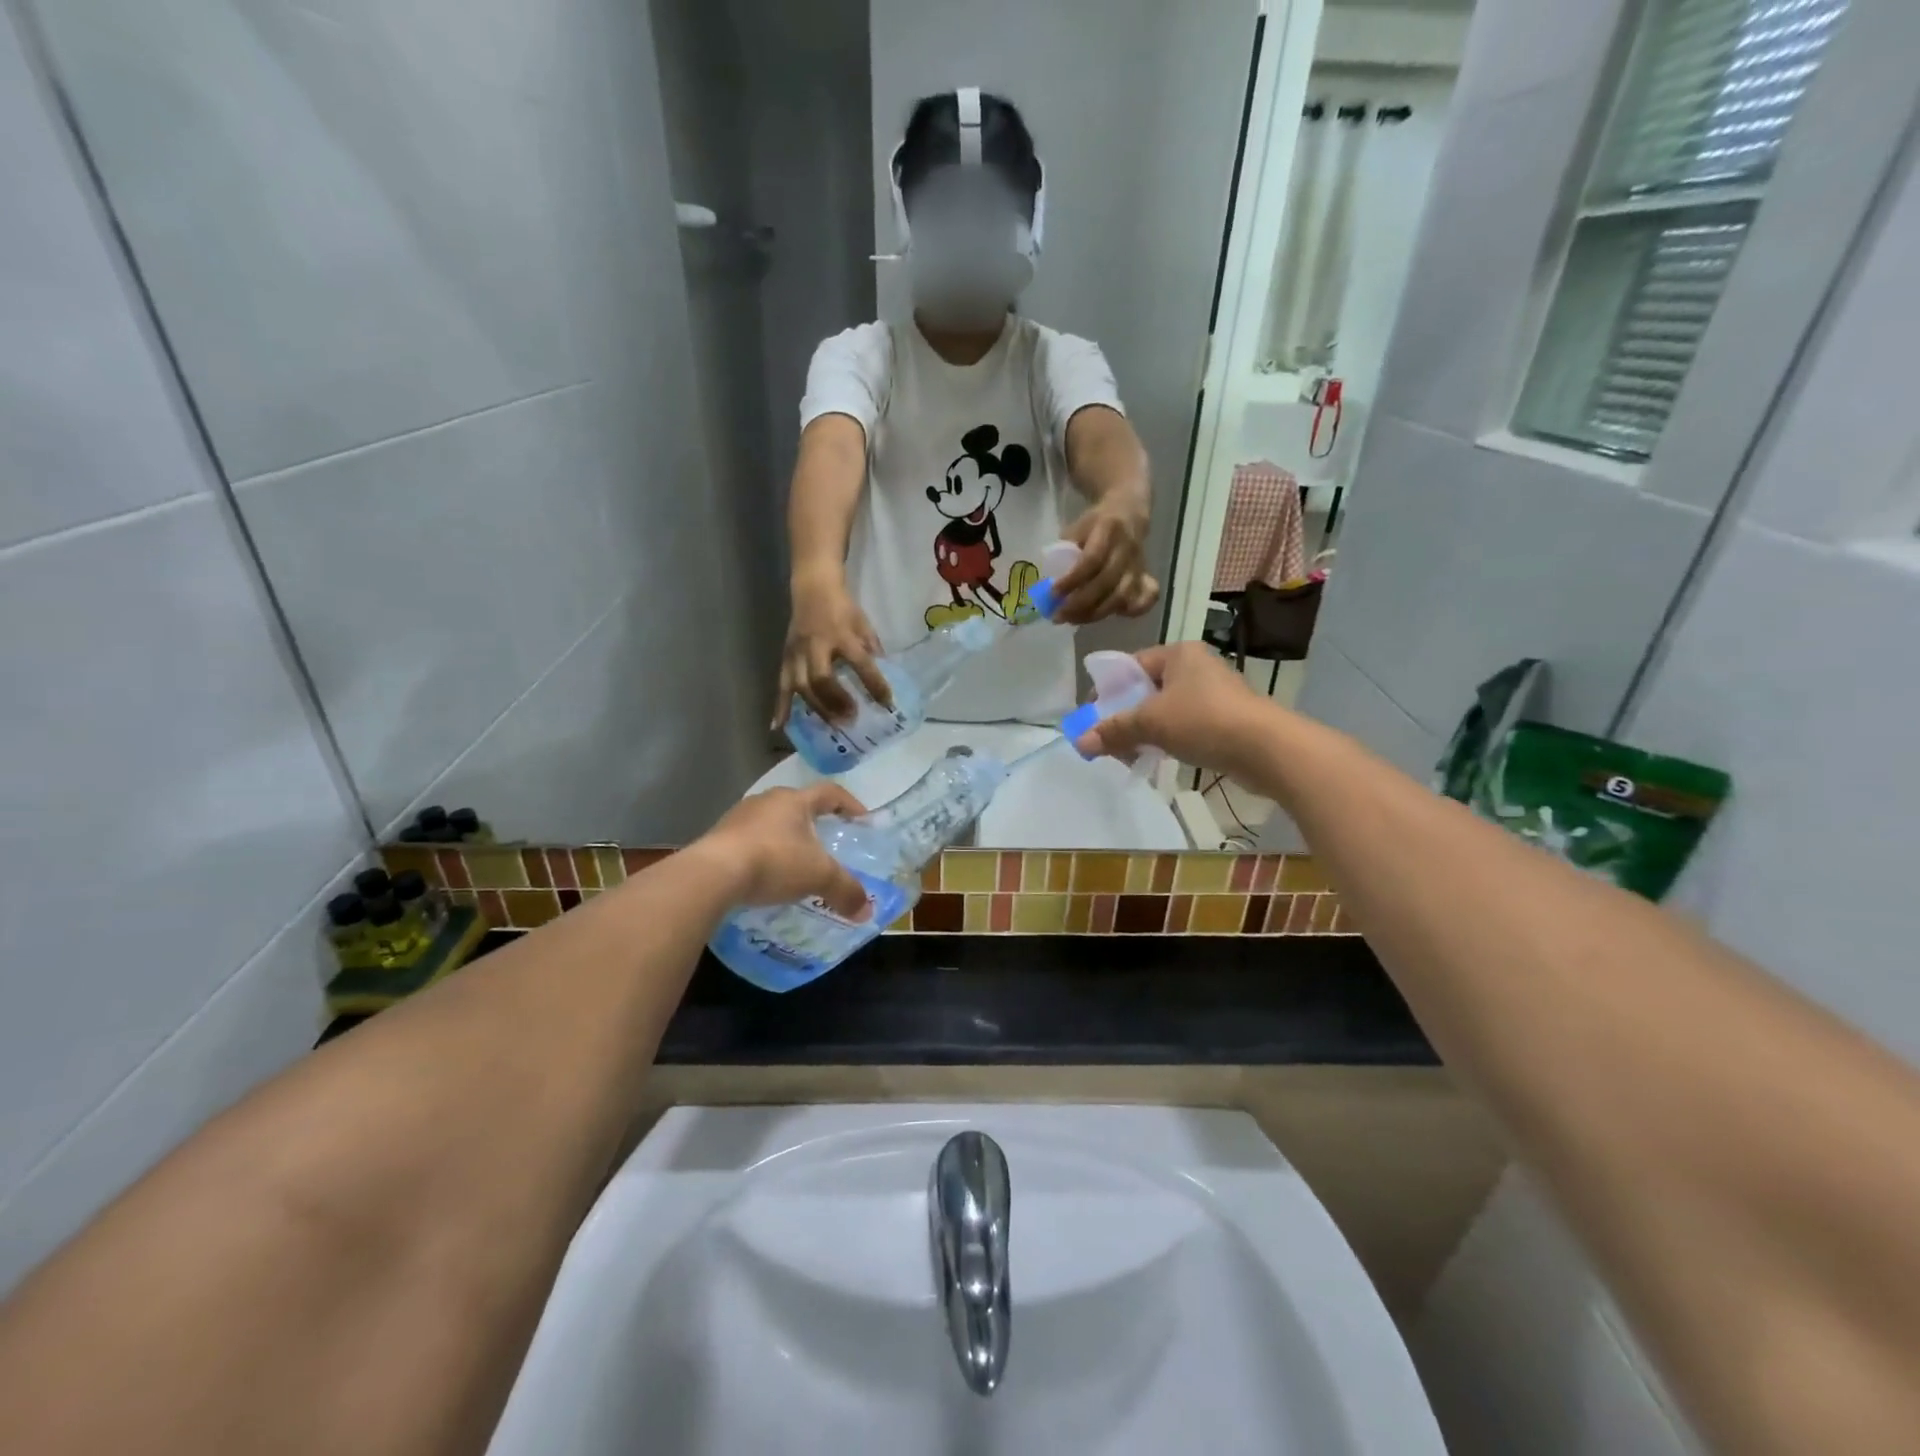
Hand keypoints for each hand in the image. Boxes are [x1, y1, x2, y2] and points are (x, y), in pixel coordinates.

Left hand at [696, 784, 872, 917]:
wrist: (712, 875)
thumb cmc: (774, 861)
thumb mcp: (818, 876)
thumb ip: (845, 890)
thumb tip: (867, 911)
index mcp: (794, 800)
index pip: (830, 792)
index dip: (849, 804)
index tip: (862, 820)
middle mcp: (766, 801)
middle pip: (798, 806)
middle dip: (815, 823)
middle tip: (828, 843)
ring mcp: (738, 817)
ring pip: (772, 823)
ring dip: (786, 839)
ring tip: (796, 863)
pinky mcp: (718, 838)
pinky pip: (749, 841)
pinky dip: (763, 854)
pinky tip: (766, 876)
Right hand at [775, 570, 892, 726]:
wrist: (812, 588)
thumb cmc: (841, 608)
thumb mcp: (863, 624)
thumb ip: (872, 649)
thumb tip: (885, 677)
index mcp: (841, 634)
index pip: (860, 662)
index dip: (874, 683)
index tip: (887, 703)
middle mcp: (816, 644)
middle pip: (821, 678)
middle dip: (836, 701)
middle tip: (851, 718)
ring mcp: (797, 652)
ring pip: (801, 685)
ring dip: (816, 708)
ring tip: (832, 725)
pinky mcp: (785, 657)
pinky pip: (781, 684)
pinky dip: (780, 706)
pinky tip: (779, 726)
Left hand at [1052, 500, 1160, 623]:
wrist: (1129, 510)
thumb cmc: (1095, 523)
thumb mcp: (1076, 527)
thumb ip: (1065, 551)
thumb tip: (1047, 584)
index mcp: (1108, 529)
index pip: (1091, 559)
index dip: (1072, 580)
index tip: (1053, 594)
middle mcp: (1127, 548)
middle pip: (1106, 582)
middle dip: (1080, 604)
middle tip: (1059, 615)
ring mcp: (1138, 564)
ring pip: (1121, 596)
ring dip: (1095, 613)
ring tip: (1073, 620)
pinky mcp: (1145, 576)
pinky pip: (1145, 599)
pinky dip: (1129, 612)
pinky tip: (1109, 616)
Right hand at [1072, 643, 1269, 779]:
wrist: (1266, 749)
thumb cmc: (1204, 721)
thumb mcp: (1151, 723)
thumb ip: (1114, 730)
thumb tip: (1079, 743)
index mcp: (1178, 653)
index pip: (1131, 665)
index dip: (1106, 691)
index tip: (1092, 717)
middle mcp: (1196, 667)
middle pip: (1146, 689)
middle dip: (1124, 716)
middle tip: (1108, 740)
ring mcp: (1213, 693)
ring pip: (1165, 710)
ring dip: (1145, 732)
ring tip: (1130, 755)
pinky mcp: (1225, 719)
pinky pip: (1185, 726)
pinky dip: (1168, 740)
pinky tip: (1159, 759)